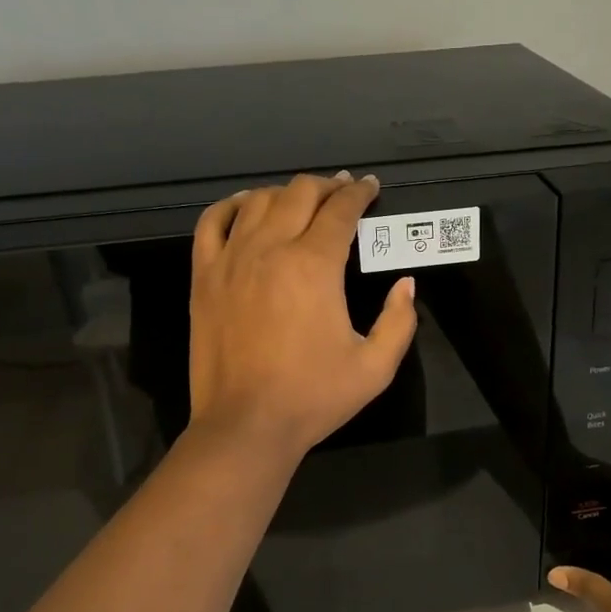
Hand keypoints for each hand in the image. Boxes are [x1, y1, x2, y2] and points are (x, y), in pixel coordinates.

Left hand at [188, 172, 417, 459]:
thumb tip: (406, 285)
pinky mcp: (204, 277)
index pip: (341, 211)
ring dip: (285, 193)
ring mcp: (231, 259)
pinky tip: (245, 206)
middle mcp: (271, 249)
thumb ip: (399, 322)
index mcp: (315, 266)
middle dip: (327, 186)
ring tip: (301, 200)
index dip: (359, 193)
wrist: (246, 425)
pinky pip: (211, 222)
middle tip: (342, 192)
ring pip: (258, 201)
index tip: (370, 187)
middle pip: (299, 193)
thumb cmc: (313, 397)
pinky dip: (231, 206)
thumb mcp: (376, 368)